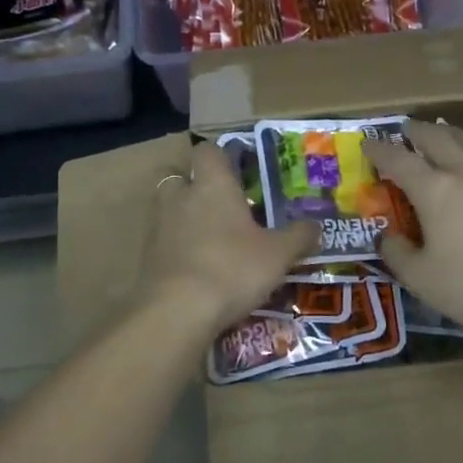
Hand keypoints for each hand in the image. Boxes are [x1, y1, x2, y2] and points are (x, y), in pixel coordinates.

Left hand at [143, 142, 318, 334]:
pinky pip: (163, 243)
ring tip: (211, 240)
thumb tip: (316, 226)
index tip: (238, 170)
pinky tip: (198, 270)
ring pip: (168, 210)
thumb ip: (298, 237)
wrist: (177, 312)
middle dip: (194, 186)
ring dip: (184, 219)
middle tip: (220, 205)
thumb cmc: (232, 268)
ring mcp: (158, 228)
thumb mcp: (278, 255)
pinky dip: (177, 250)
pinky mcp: (147, 258)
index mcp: (212, 185)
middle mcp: (180, 197)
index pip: (207, 150)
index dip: (220, 156)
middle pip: (178, 176)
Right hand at [364, 120, 462, 337]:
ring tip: (439, 133)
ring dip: (447, 133)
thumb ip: (397, 253)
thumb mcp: (421, 279)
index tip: (367, 143)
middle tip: (404, 130)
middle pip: (436, 137)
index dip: (379, 149)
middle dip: (415, 131)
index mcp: (434, 189)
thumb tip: (387, 237)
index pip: (398, 159)